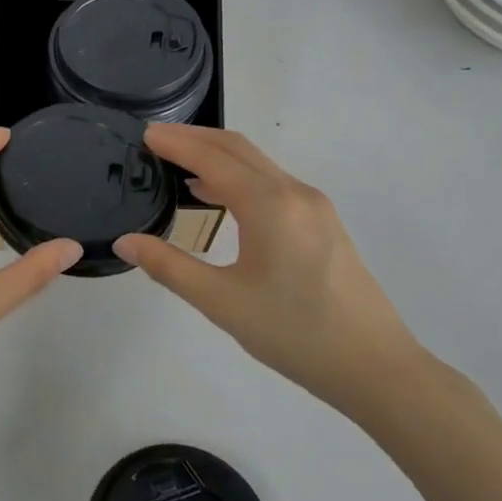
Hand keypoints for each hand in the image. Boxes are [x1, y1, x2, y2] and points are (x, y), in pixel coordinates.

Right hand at [114, 125, 423, 414]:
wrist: (376, 367)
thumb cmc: (294, 333)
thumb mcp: (222, 302)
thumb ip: (169, 267)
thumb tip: (125, 242)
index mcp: (269, 205)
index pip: (212, 158)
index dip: (176, 143)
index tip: (144, 133)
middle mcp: (294, 193)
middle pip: (238, 149)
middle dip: (195, 138)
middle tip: (155, 139)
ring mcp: (315, 206)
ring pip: (258, 165)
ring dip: (218, 157)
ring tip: (178, 164)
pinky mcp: (324, 223)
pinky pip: (273, 184)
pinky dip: (239, 177)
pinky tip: (219, 196)